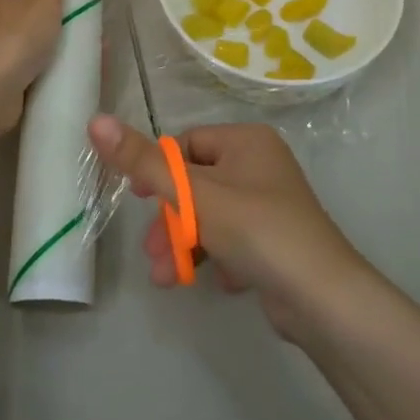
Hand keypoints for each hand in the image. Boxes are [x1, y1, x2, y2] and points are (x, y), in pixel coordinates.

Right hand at [87, 117, 370, 338]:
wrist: (323, 299)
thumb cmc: (256, 230)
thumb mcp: (194, 195)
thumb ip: (143, 162)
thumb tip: (95, 120)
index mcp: (246, 140)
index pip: (186, 145)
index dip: (159, 173)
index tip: (139, 200)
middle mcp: (261, 164)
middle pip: (196, 184)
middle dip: (171, 221)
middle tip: (154, 254)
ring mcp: (271, 204)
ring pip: (212, 216)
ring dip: (186, 244)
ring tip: (169, 277)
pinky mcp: (277, 240)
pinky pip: (234, 239)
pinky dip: (219, 257)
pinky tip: (221, 281)